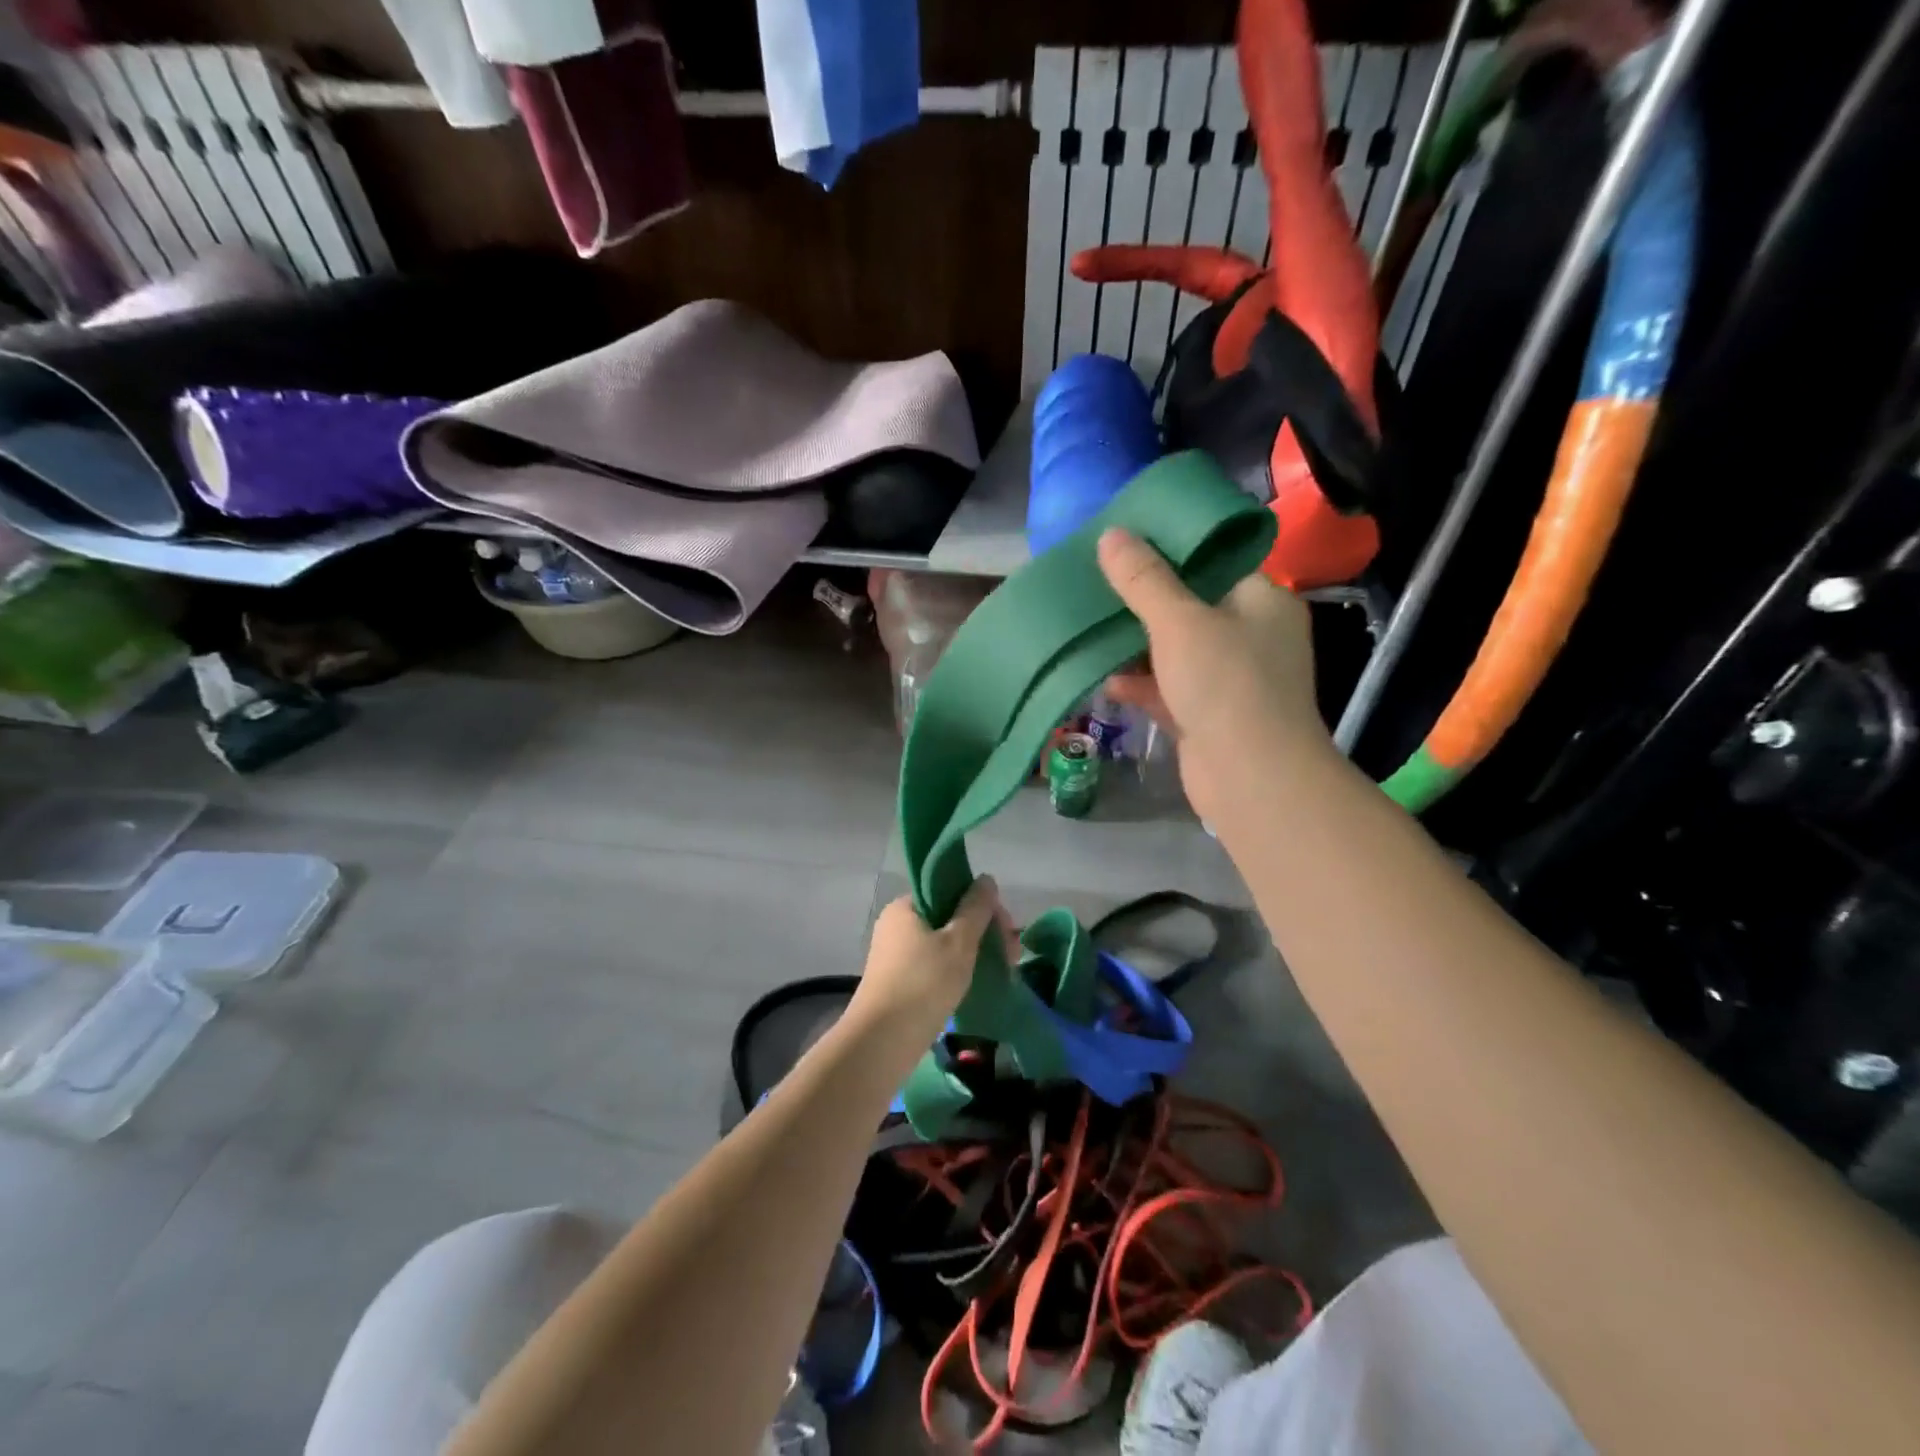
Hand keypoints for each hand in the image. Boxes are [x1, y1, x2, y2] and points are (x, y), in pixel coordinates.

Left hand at [848, 876, 1013, 1036]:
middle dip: (984, 933)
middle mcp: (897, 925)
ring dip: (974, 953)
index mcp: (906, 907)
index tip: (1007, 930)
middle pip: (950, 917)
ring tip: (1002, 973)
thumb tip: (986, 879)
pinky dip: (957, 970)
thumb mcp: (958, 942)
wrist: (882, 1042)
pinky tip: (977, 984)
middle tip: (1012, 958)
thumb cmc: (923, 984)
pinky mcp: (899, 982)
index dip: (984, 906)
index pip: (951, 891)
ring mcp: (896, 954)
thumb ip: (975, 908)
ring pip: (945, 943)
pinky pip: (935, 965)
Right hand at [1097, 527, 1331, 820]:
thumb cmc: (1225, 684)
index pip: (1216, 562)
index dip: (1171, 550)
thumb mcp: (1179, 622)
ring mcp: (1231, 680)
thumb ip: (1144, 579)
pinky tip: (1107, 679)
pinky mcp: (1208, 716)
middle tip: (1099, 583)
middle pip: (1190, 607)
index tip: (1127, 543)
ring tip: (1092, 628)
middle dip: (1144, 601)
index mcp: (1261, 601)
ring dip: (1136, 646)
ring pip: (1175, 652)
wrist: (1252, 778)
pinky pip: (1168, 690)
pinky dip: (1141, 684)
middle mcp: (1252, 636)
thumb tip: (1111, 534)